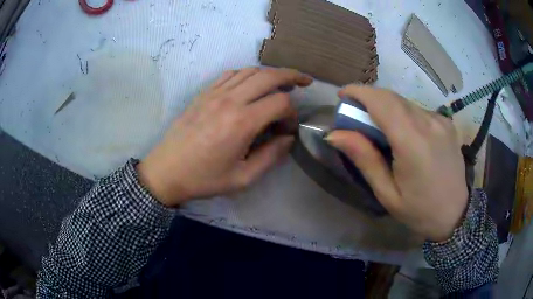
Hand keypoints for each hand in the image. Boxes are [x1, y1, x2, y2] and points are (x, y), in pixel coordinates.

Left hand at [137, 67, 312, 206]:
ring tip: (282, 81)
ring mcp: (215, 93)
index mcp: (242, 122)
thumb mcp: (243, 178)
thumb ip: (271, 156)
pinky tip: (252, 83)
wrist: (167, 170)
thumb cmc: (204, 178)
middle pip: (269, 76)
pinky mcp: (204, 93)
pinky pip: (230, 74)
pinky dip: (247, 74)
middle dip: (291, 76)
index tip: (288, 129)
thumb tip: (288, 138)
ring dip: (270, 73)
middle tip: (304, 81)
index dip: (292, 114)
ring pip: (250, 71)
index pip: (280, 103)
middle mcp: (230, 100)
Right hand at [327, 86, 467, 241]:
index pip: (382, 102)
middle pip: (392, 97)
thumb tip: (335, 134)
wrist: (455, 214)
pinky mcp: (447, 122)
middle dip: (370, 99)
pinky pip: (419, 110)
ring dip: (387, 107)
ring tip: (380, 129)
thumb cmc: (419, 211)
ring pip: (405, 102)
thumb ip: (364, 159)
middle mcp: (429, 123)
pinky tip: (404, 134)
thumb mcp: (387, 193)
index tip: (342, 95)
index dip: (359, 92)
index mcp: (413, 143)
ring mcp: (441, 120)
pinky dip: (404, 114)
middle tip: (356, 115)